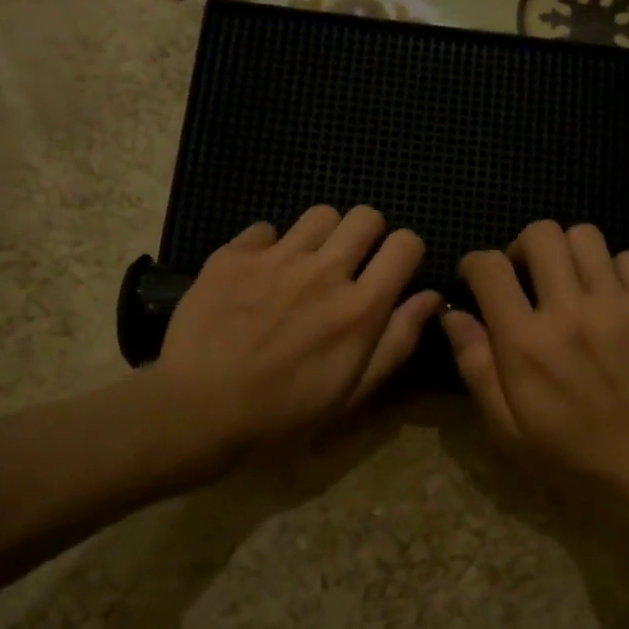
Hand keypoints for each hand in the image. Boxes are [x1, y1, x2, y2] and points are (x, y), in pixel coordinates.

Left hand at [150, 205, 440, 463]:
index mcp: (361, 307)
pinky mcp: (233, 255)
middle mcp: (324, 271)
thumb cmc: (284, 413)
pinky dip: (269, 247)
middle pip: (366, 216)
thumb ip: (397, 341)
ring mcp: (276, 258)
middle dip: (368, 235)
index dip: (406, 252)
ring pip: (319, 214)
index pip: (405, 244)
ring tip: (305, 266)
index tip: (392, 271)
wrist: (199, 408)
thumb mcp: (353, 393)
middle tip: (351, 265)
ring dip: (322, 236)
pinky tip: (258, 276)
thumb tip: (429, 297)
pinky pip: (265, 228)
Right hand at [442, 221, 628, 513]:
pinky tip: (610, 297)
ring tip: (570, 283)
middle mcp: (569, 311)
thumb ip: (476, 367)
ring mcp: (618, 305)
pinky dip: (612, 268)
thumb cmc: (573, 458)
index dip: (475, 264)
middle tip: (527, 278)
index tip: (478, 279)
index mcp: (526, 342)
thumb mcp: (508, 429)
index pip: (490, 267)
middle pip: (540, 234)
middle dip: (523, 248)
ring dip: (567, 252)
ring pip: (585, 236)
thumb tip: (453, 316)